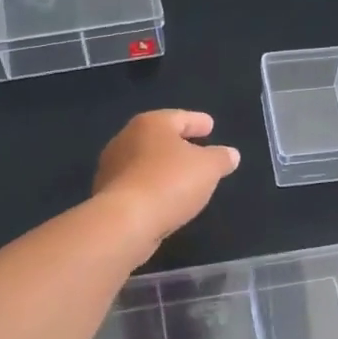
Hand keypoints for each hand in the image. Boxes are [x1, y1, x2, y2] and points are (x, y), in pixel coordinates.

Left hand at [93, 110, 239, 248]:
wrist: (125, 221)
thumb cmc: (170, 182)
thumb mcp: (209, 168)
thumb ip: (221, 158)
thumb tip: (231, 154)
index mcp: (151, 124)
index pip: (180, 117)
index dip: (198, 121)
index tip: (210, 125)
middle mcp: (126, 139)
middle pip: (159, 137)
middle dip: (178, 144)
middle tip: (198, 150)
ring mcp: (112, 167)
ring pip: (145, 161)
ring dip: (163, 167)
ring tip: (183, 178)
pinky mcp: (107, 194)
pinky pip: (137, 184)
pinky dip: (152, 186)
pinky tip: (164, 198)